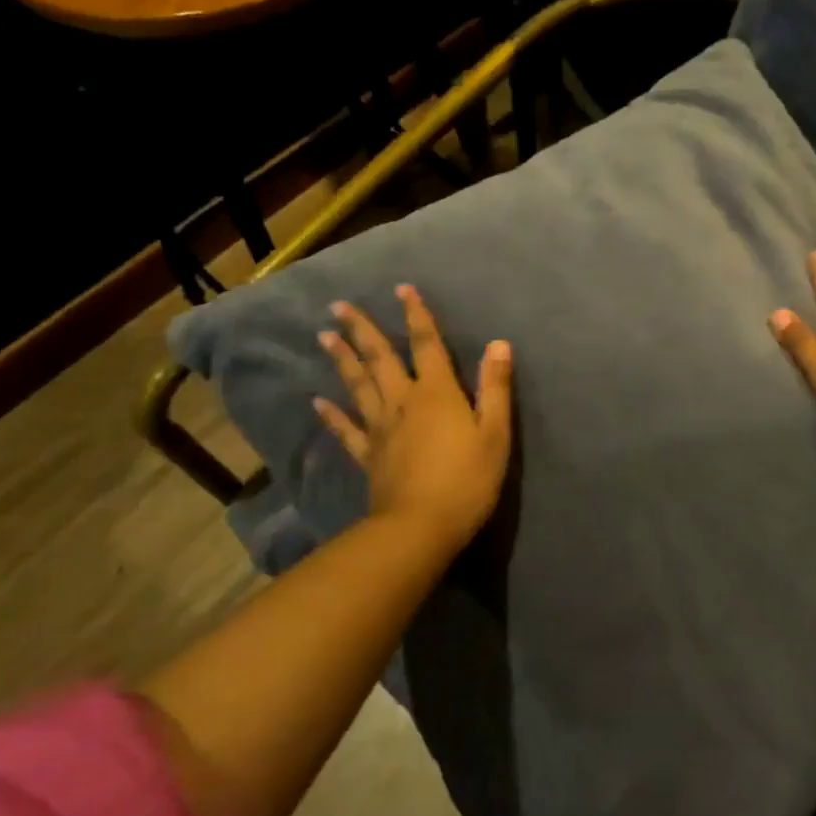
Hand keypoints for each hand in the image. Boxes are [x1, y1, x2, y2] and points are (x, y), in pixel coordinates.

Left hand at [315, 286, 512, 555]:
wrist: (421, 527)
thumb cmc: (467, 479)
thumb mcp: (495, 433)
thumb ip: (495, 387)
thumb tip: (499, 343)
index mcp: (437, 393)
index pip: (426, 344)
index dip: (417, 315)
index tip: (402, 288)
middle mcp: (404, 402)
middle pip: (381, 358)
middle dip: (363, 329)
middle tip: (339, 306)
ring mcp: (380, 428)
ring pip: (358, 385)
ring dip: (342, 359)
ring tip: (325, 336)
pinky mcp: (367, 455)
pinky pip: (346, 430)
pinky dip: (331, 415)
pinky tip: (317, 401)